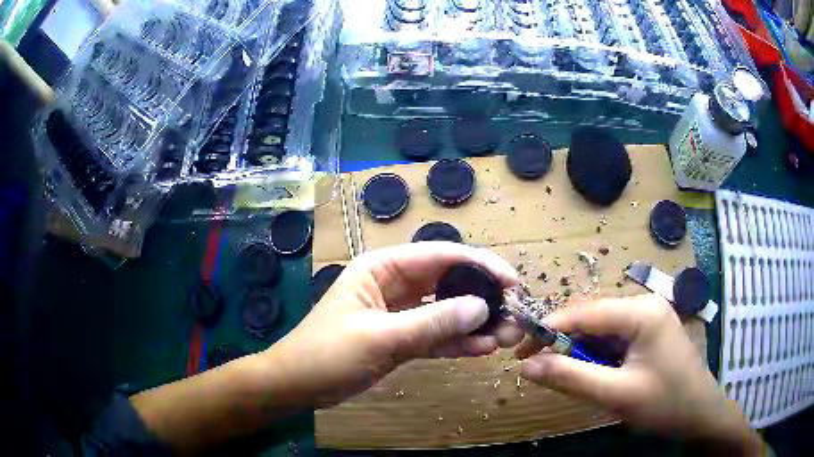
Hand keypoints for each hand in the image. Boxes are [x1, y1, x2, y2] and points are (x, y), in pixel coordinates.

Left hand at [269, 242, 523, 407]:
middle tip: (514, 314)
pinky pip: (436, 335)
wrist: (298, 385)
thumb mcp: (380, 338)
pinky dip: (457, 342)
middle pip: (449, 283)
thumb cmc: (328, 354)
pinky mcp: (402, 339)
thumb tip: (482, 307)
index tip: (512, 282)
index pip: (441, 256)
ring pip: (446, 312)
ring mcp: (400, 314)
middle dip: (483, 297)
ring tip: (505, 337)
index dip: (480, 265)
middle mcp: (395, 285)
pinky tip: (482, 349)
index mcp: (383, 268)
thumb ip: (431, 323)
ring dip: (475, 324)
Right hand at [516, 295, 761, 452]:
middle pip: (593, 319)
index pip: (586, 311)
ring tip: (558, 373)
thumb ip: (571, 377)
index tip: (519, 349)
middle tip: (532, 365)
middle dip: (562, 341)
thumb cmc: (665, 404)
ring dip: (578, 351)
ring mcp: (649, 318)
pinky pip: (614, 340)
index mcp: (642, 311)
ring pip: (601, 331)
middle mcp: (645, 305)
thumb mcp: (616, 394)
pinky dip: (595, 356)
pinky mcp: (649, 334)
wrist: (700, 415)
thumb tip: (527, 366)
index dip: (549, 328)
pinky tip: (589, 373)